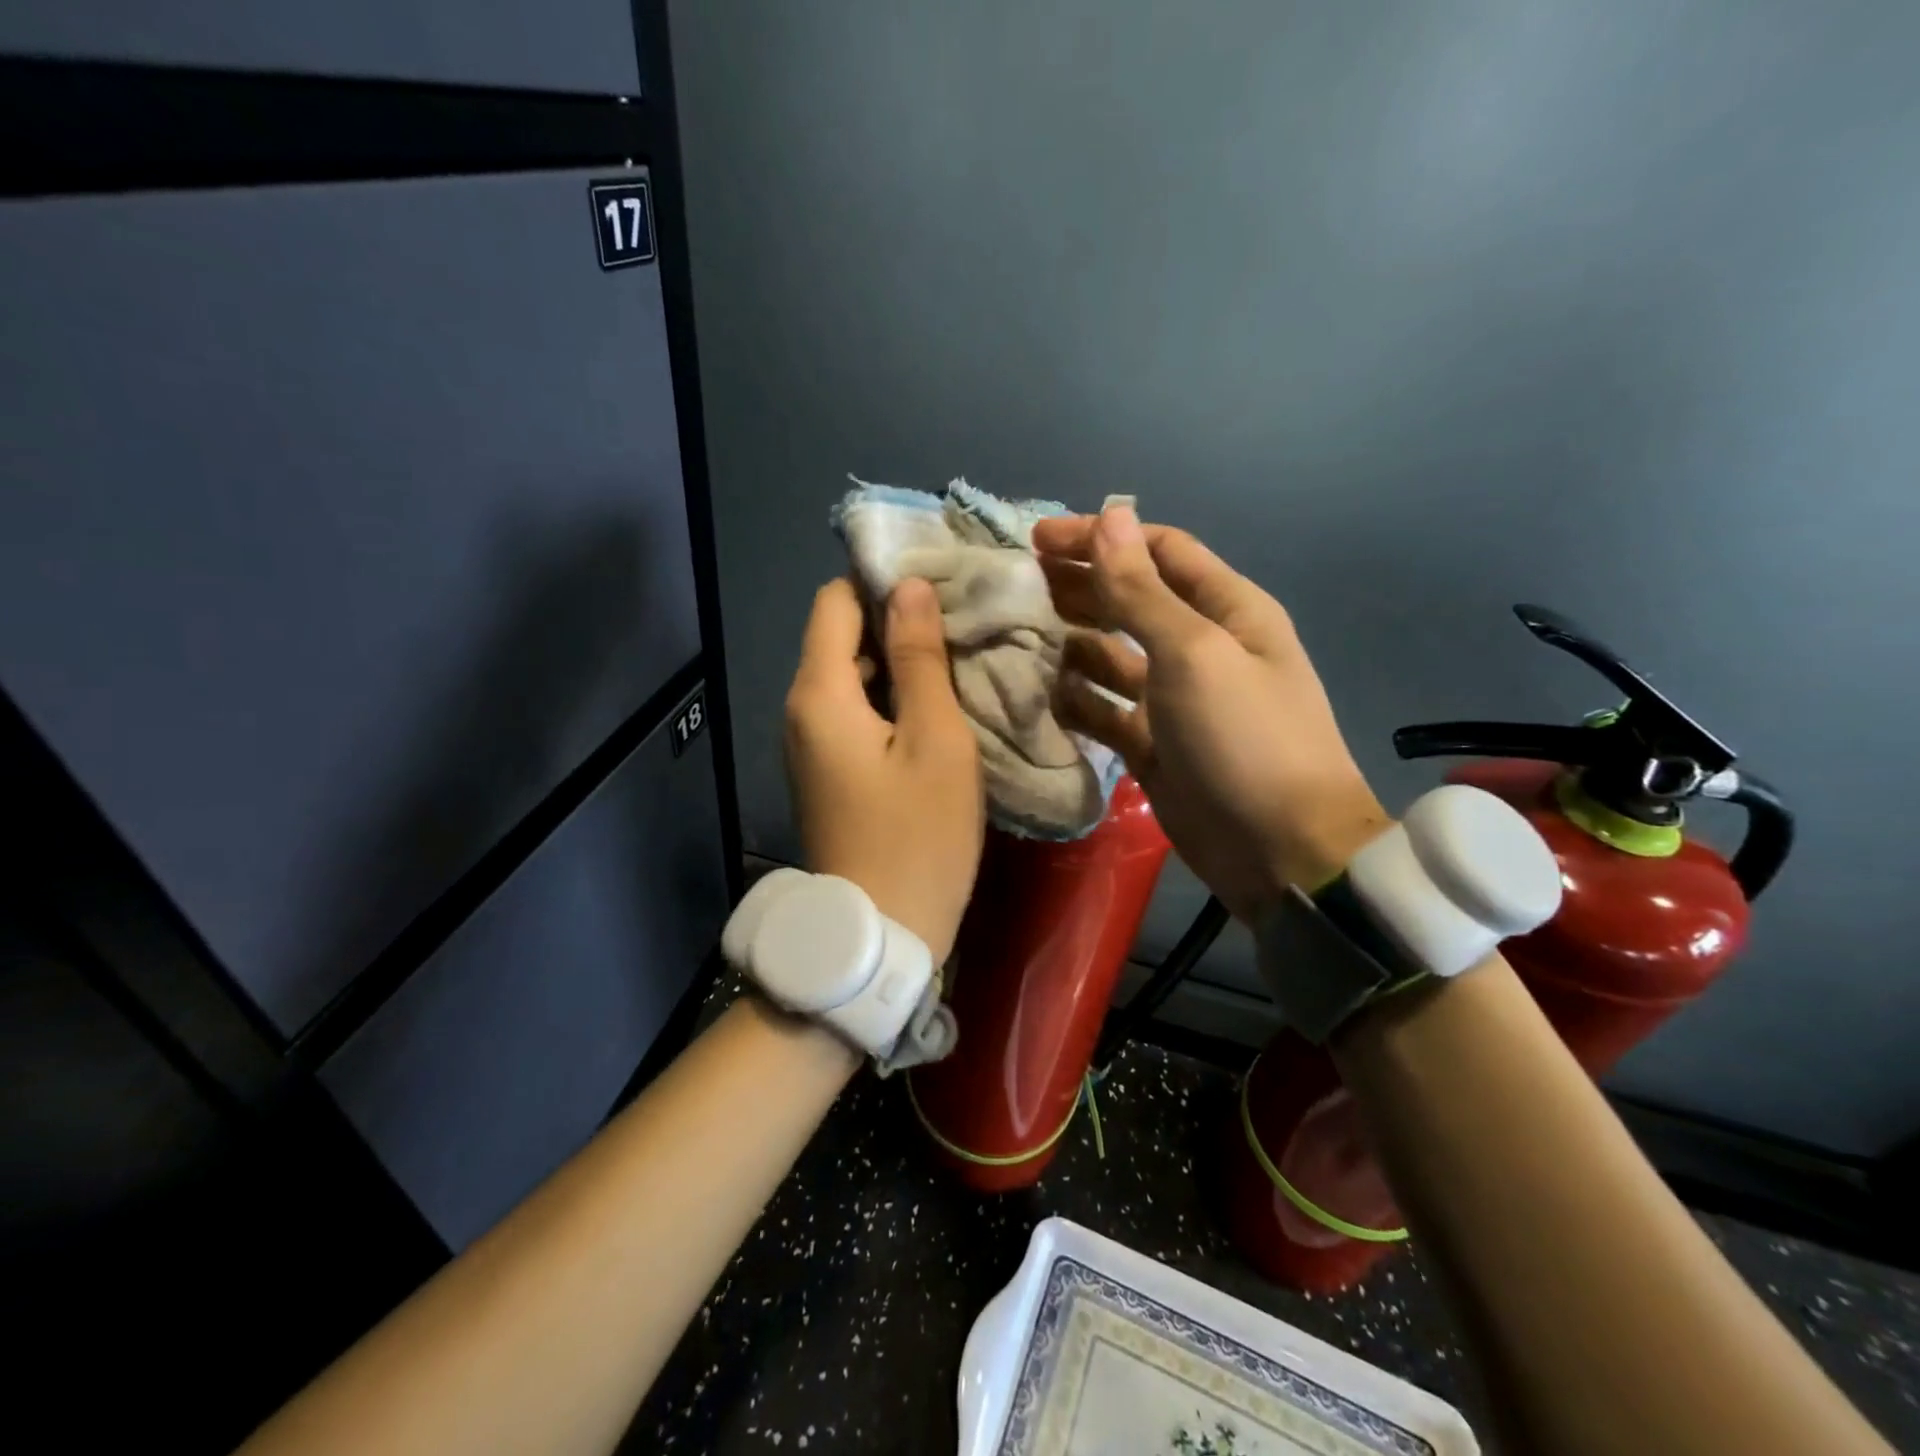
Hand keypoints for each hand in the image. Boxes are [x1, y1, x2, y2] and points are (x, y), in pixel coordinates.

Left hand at [784, 577, 984, 960]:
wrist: (880, 934)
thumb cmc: (918, 837)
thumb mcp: (936, 742)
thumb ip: (920, 659)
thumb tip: (910, 588)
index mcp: (820, 694)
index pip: (835, 601)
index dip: (880, 582)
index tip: (937, 582)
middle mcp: (801, 710)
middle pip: (839, 636)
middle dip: (894, 620)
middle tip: (961, 618)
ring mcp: (810, 743)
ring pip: (849, 676)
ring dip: (896, 661)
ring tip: (957, 654)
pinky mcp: (827, 770)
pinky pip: (853, 712)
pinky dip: (889, 697)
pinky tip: (934, 703)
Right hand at [1032, 504, 1389, 920]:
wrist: (1279, 850)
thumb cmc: (1244, 739)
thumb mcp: (1193, 654)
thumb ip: (1142, 591)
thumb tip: (1110, 517)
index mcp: (1226, 609)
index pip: (1159, 552)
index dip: (1102, 539)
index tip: (1039, 540)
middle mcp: (1200, 647)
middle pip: (1131, 600)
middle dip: (1080, 587)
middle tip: (1018, 584)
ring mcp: (1174, 700)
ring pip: (1112, 656)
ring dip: (1072, 642)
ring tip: (1019, 635)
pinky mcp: (1153, 745)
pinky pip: (1106, 710)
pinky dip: (1077, 700)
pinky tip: (1042, 694)